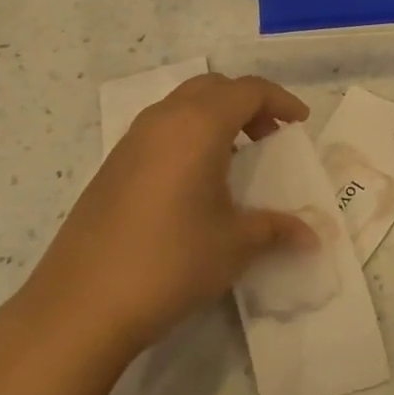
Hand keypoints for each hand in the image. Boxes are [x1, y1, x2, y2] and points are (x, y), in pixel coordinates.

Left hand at [0, 74, 317, 394]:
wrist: (79, 307)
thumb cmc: (170, 262)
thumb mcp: (235, 245)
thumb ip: (278, 229)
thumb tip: (314, 236)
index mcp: (198, 125)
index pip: (249, 90)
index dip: (281, 101)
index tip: (300, 124)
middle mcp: (163, 120)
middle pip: (214, 87)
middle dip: (247, 103)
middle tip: (269, 137)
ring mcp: (131, 142)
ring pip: (182, 106)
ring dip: (215, 117)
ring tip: (235, 158)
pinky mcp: (112, 167)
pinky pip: (161, 130)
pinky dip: (188, 136)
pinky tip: (195, 182)